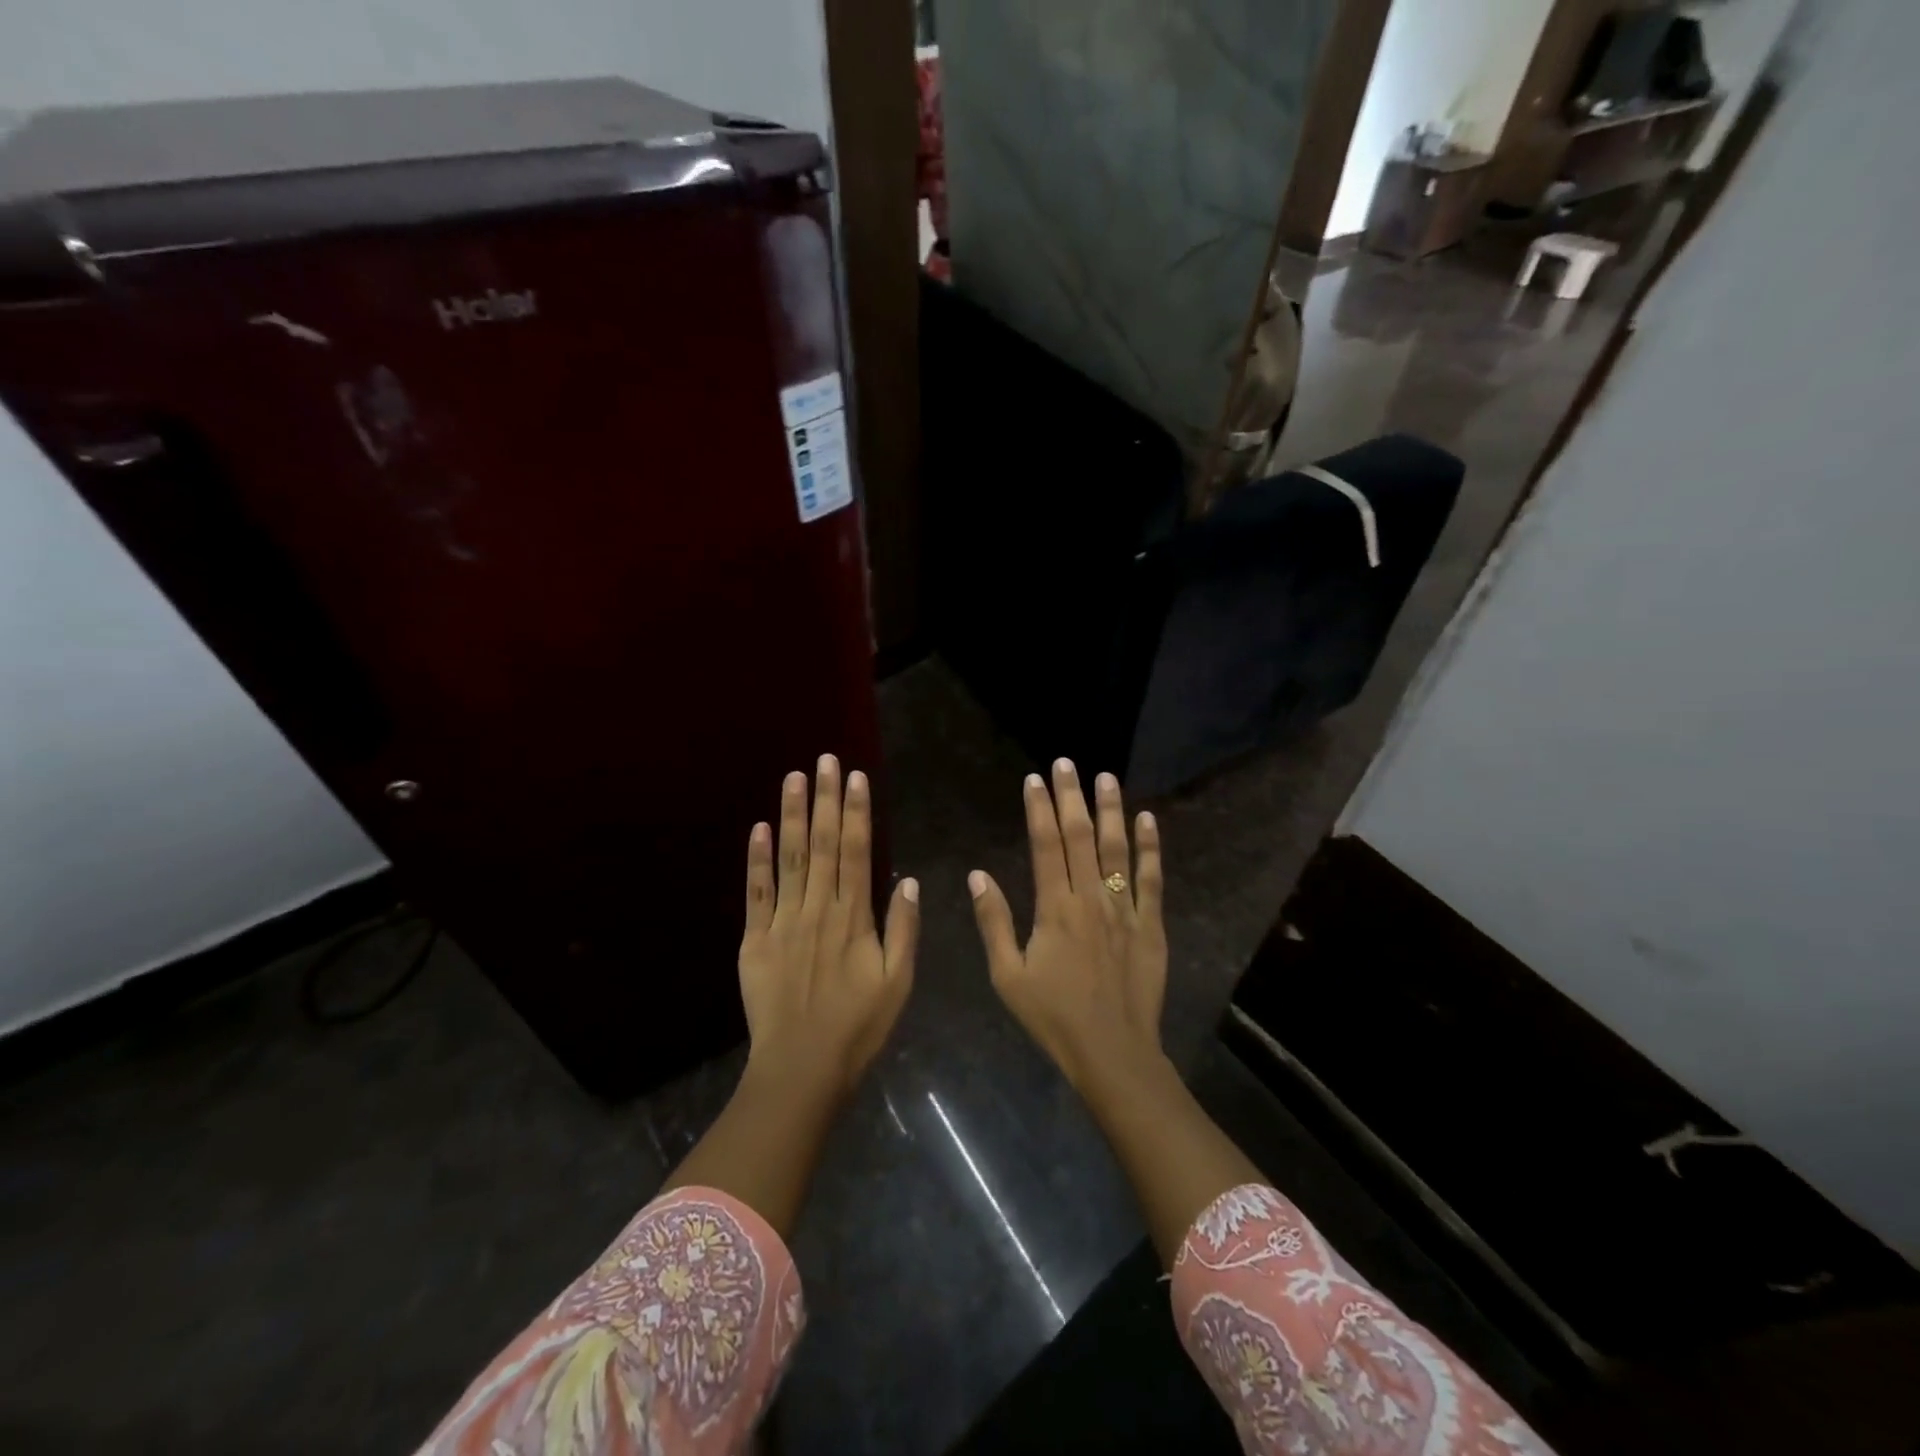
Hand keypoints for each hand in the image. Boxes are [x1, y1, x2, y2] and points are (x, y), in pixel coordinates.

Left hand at [739, 754, 918, 1101]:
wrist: (802, 1068)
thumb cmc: (858, 1027)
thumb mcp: (898, 982)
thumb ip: (903, 929)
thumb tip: (907, 879)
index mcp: (853, 917)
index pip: (855, 851)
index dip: (855, 812)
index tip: (855, 777)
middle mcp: (817, 909)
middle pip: (821, 844)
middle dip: (824, 798)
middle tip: (824, 759)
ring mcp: (783, 922)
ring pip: (789, 859)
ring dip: (791, 815)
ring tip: (794, 777)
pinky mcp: (755, 941)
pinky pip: (756, 893)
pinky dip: (756, 860)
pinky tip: (758, 828)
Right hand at [968, 759, 1166, 1092]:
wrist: (1113, 1053)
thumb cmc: (1053, 1017)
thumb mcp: (1008, 976)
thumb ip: (994, 922)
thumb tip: (978, 876)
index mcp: (1054, 909)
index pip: (1046, 845)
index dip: (1039, 808)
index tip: (1035, 779)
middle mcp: (1090, 899)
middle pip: (1081, 837)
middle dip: (1072, 796)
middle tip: (1067, 763)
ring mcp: (1124, 910)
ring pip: (1117, 849)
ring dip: (1111, 810)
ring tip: (1107, 777)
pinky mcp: (1150, 925)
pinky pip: (1152, 879)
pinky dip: (1151, 848)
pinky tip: (1148, 820)